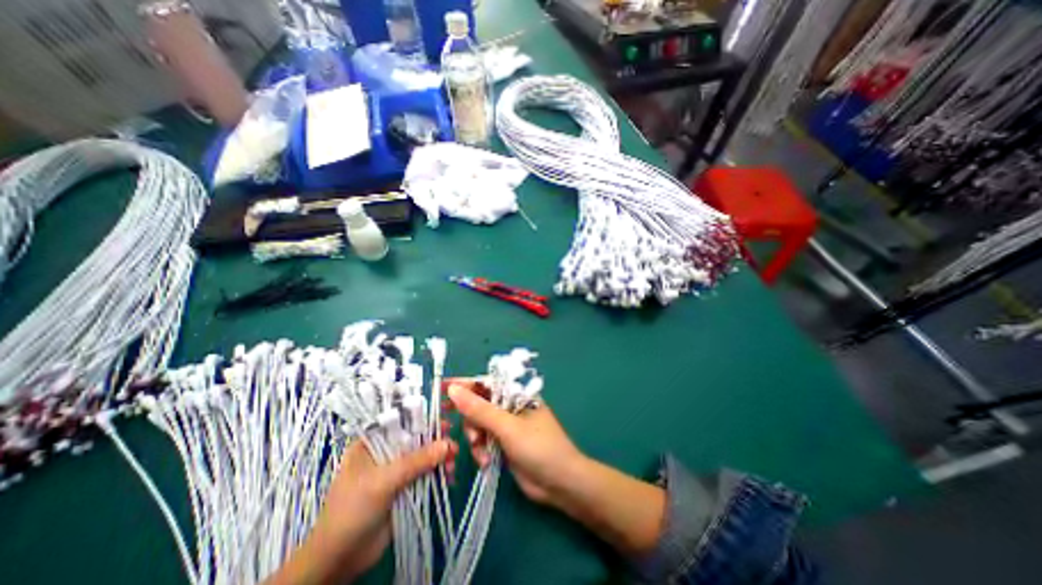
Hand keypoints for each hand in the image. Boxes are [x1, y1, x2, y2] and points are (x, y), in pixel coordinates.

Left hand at [266, 438, 455, 583]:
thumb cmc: (352, 511)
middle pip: (416, 438)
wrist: (339, 561)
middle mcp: (385, 452)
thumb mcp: (382, 481)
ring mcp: (395, 471)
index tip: (444, 420)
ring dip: (440, 458)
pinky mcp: (404, 488)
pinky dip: (438, 474)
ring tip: (452, 464)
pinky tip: (449, 477)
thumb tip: (447, 444)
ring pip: (423, 457)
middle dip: (436, 441)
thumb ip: (415, 461)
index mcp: (371, 443)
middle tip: (453, 445)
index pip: (401, 421)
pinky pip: (425, 475)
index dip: (423, 418)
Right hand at [443, 380, 584, 506]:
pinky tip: (486, 461)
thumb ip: (480, 409)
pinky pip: (483, 441)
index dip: (465, 384)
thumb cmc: (538, 447)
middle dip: (471, 419)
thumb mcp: (507, 427)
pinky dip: (481, 450)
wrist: (560, 484)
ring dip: (475, 438)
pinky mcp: (504, 444)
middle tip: (470, 433)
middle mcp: (510, 406)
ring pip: (479, 424)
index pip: (486, 383)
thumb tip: (454, 388)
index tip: (443, 388)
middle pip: (479, 404)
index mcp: (516, 394)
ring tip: (481, 452)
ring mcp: (507, 426)